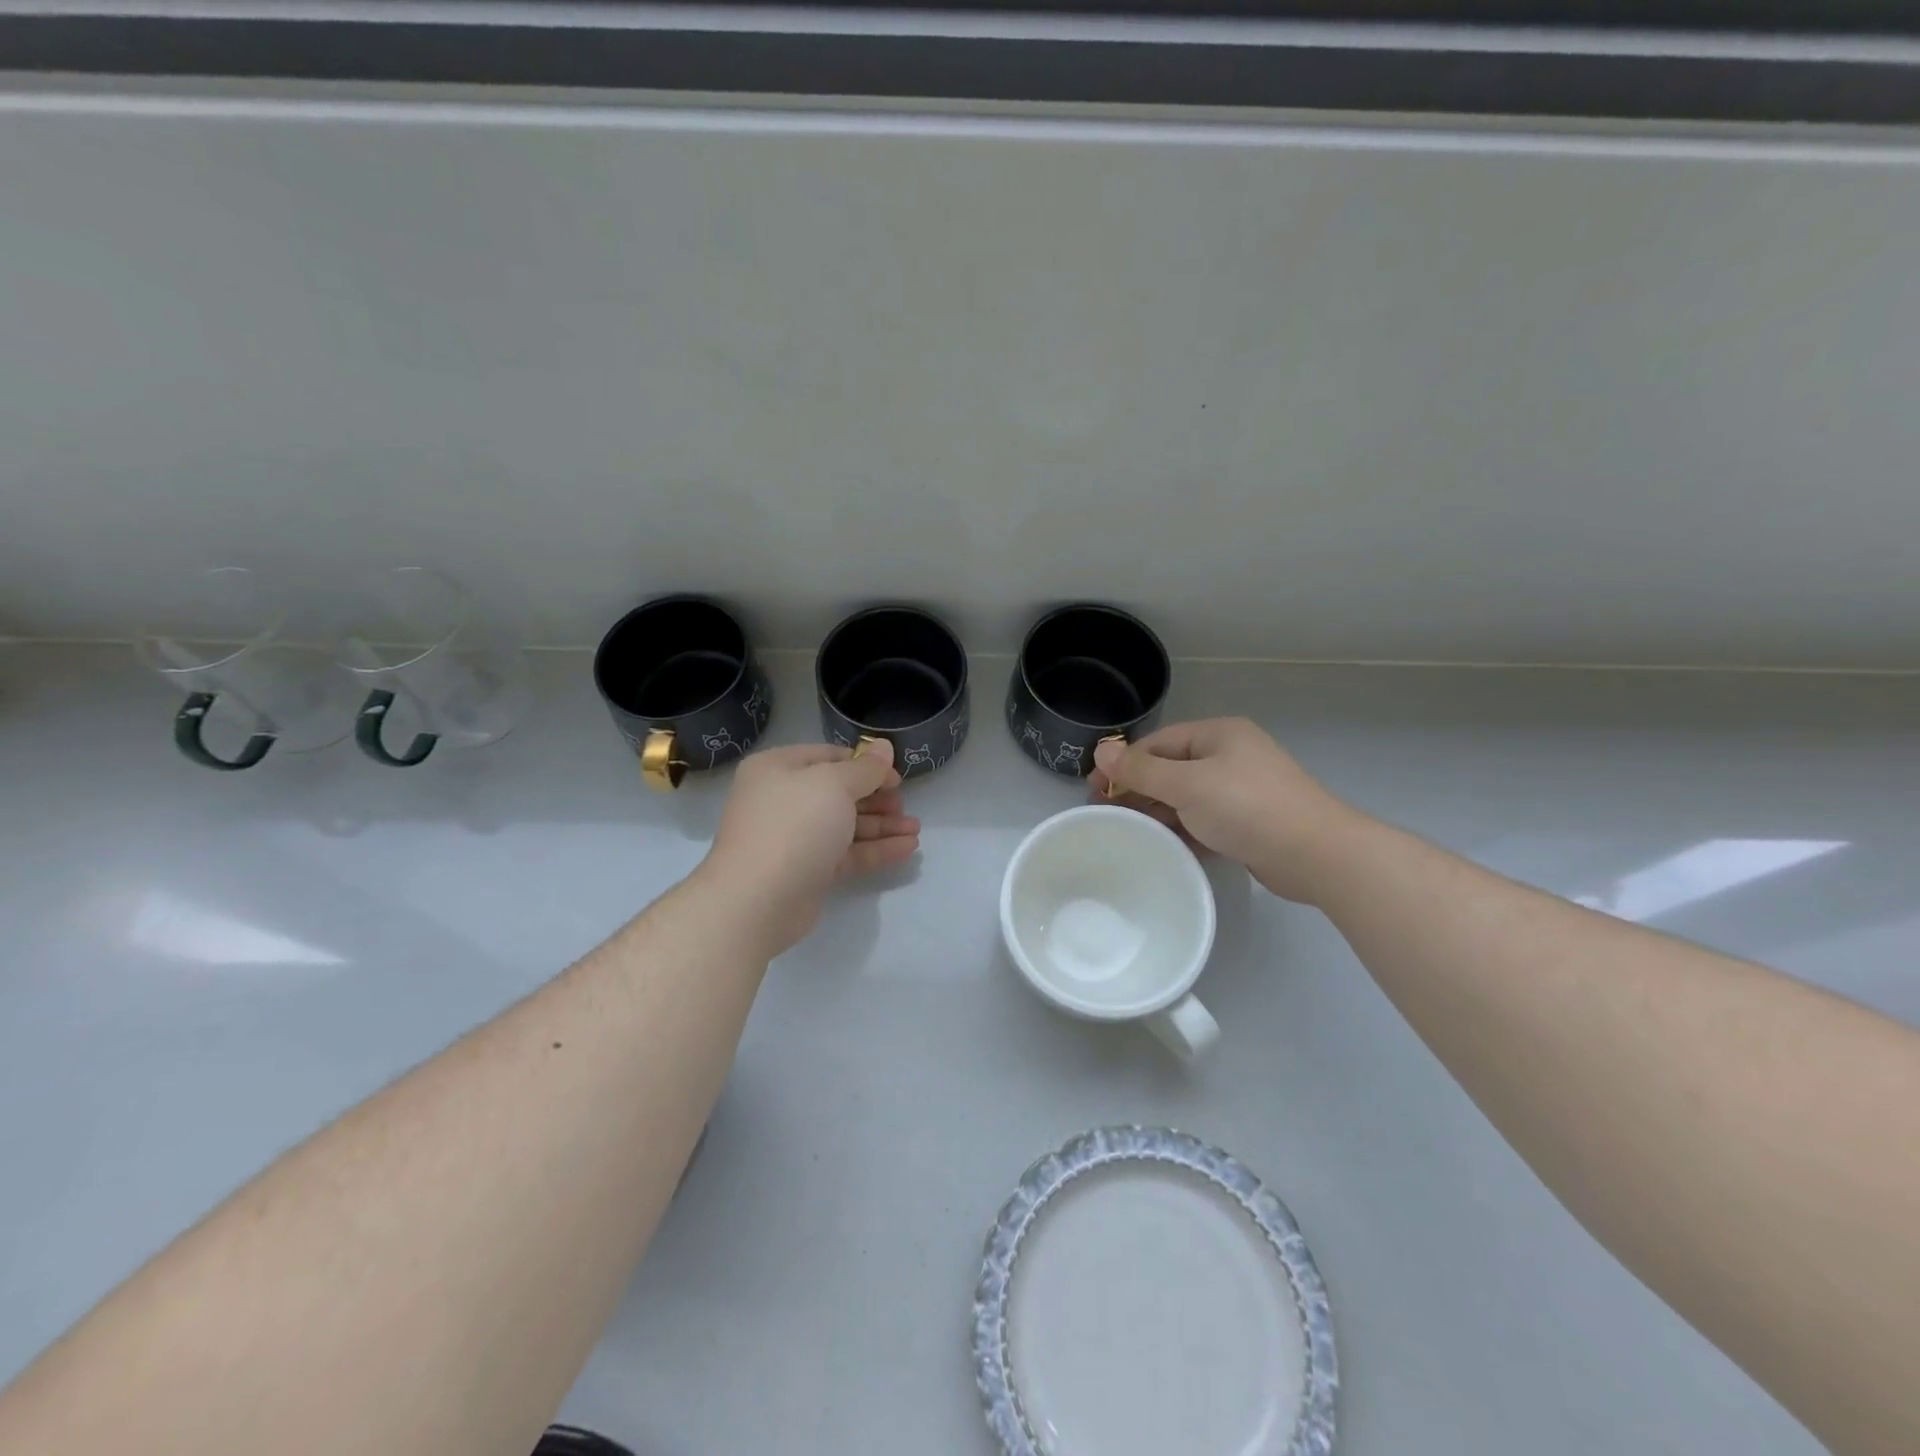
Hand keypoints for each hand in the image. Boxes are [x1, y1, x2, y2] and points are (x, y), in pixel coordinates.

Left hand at [698, 742, 919, 954]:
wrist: (757, 900)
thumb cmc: (794, 826)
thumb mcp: (834, 785)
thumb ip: (865, 768)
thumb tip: (884, 746)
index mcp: (778, 769)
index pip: (829, 757)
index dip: (866, 764)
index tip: (897, 777)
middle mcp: (783, 799)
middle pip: (839, 792)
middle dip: (877, 798)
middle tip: (905, 806)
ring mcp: (795, 837)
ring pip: (845, 825)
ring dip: (882, 825)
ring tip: (916, 829)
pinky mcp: (807, 870)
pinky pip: (846, 853)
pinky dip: (875, 848)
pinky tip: (907, 848)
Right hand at [1089, 718, 1362, 903]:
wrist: (1316, 855)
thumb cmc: (1247, 808)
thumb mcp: (1186, 785)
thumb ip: (1141, 770)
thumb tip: (1101, 749)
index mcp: (1218, 735)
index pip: (1158, 743)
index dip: (1123, 763)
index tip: (1094, 789)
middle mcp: (1230, 756)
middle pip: (1170, 768)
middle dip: (1138, 788)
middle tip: (1106, 813)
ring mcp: (1241, 789)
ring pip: (1186, 796)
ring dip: (1158, 810)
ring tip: (1128, 830)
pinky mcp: (1248, 821)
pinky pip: (1204, 818)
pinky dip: (1182, 827)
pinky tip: (1162, 844)